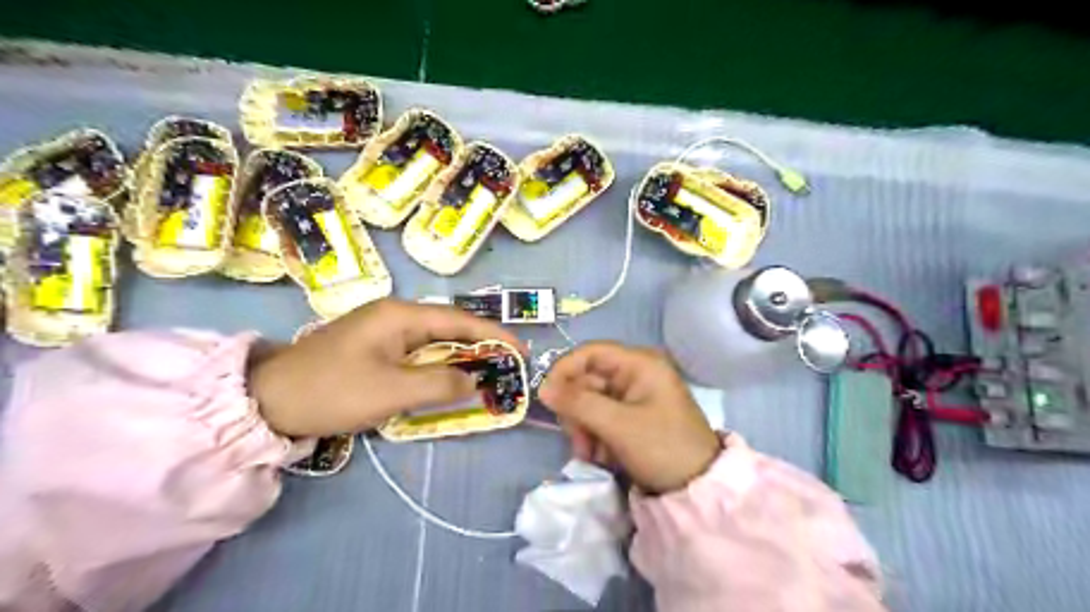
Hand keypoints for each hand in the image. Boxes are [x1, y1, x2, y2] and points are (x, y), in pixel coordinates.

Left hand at [247, 298, 521, 437]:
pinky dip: (438, 365)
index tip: (521, 350)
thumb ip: (441, 384)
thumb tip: (475, 379)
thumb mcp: (391, 391)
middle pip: (449, 327)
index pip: (459, 320)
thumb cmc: (332, 391)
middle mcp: (395, 314)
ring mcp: (382, 330)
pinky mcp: (373, 347)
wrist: (267, 400)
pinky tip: (449, 377)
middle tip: (508, 365)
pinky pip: (417, 352)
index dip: (494, 334)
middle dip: (480, 345)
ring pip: (434, 340)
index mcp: (401, 315)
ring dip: (460, 356)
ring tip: (488, 372)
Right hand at [538, 341, 721, 493]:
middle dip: (578, 411)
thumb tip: (542, 388)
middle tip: (579, 440)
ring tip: (592, 454)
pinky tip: (602, 457)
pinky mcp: (631, 418)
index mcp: (639, 364)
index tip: (546, 397)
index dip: (565, 370)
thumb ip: (579, 403)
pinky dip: (595, 437)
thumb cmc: (663, 448)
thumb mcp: (618, 425)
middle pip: (587, 380)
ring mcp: (633, 397)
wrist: (698, 489)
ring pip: (590, 402)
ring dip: (584, 429)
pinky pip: (601, 419)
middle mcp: (635, 374)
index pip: (590, 353)